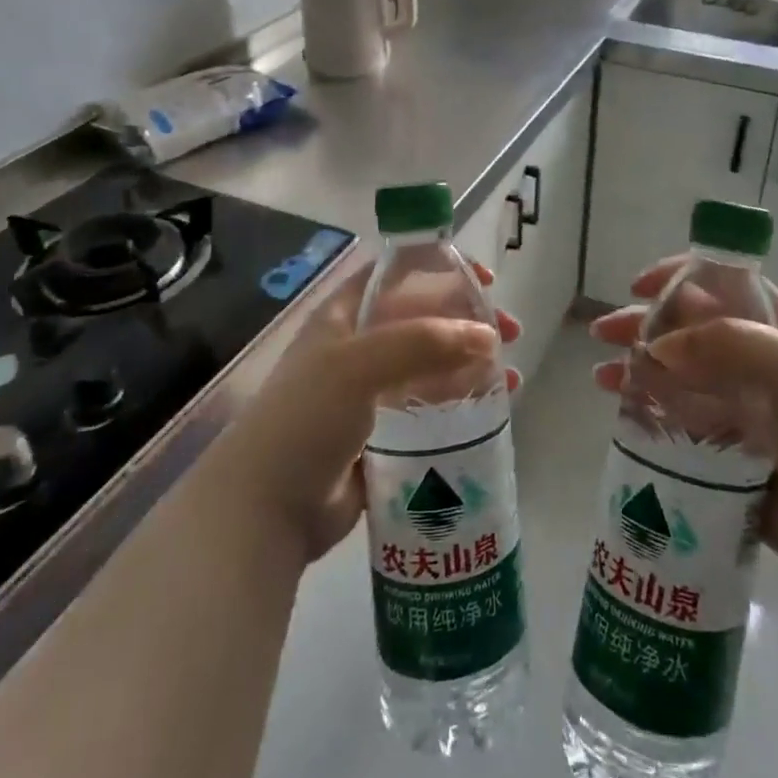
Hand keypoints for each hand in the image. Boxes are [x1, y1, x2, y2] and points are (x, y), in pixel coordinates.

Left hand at [219, 259, 520, 566]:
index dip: (441, 268)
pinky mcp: (385, 434)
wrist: (266, 509)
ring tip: (511, 378)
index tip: (485, 279)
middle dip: (469, 321)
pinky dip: (463, 403)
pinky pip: (432, 409)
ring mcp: (372, 393)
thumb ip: (423, 342)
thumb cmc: (306, 419)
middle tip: (510, 333)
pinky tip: (495, 409)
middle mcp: (359, 348)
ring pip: (433, 366)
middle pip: (424, 320)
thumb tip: (487, 336)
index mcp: (345, 317)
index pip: (398, 275)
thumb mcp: (359, 365)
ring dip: (472, 364)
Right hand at [590, 259, 777, 589]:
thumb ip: (727, 343)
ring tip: (600, 378)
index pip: (722, 285)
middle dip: (644, 325)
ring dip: (637, 368)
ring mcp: (739, 408)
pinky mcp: (725, 452)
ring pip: (676, 376)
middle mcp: (755, 361)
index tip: (638, 286)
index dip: (680, 278)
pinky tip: (619, 412)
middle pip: (689, 330)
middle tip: (602, 333)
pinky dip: (647, 411)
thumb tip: (657, 346)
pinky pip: (678, 421)